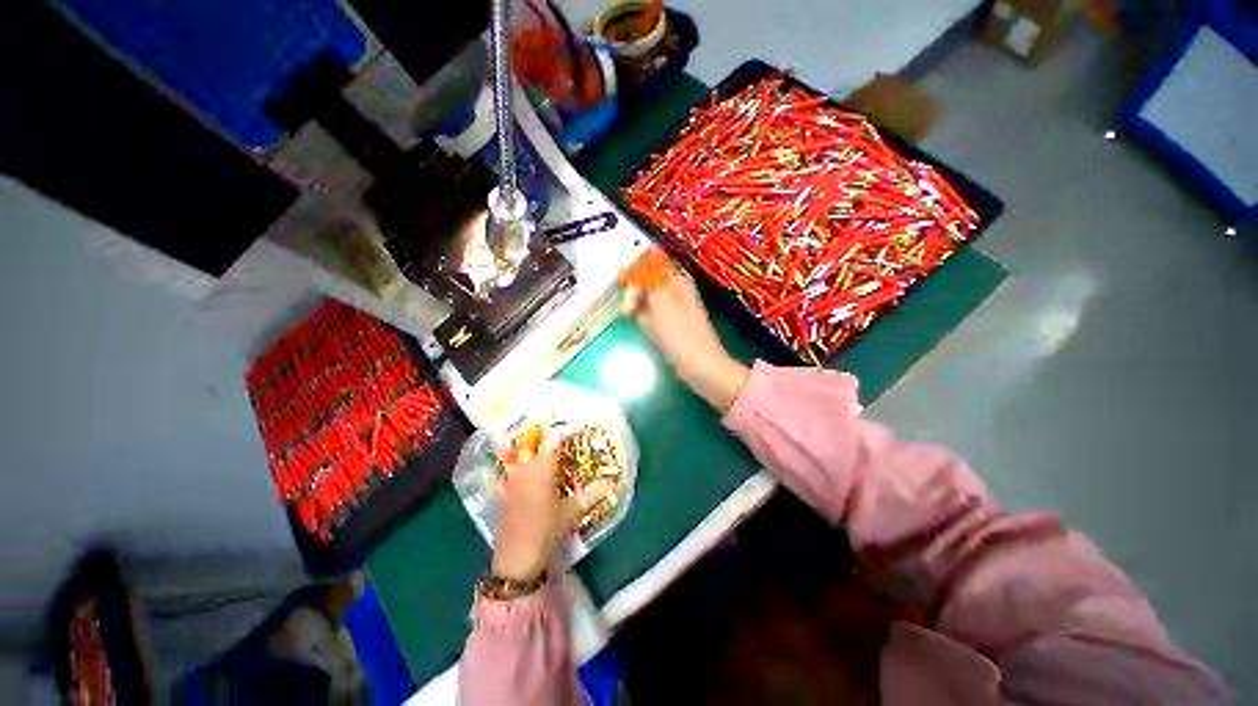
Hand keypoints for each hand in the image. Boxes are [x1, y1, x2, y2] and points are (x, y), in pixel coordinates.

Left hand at [492, 430, 611, 581]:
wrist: (516, 557)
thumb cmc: (546, 530)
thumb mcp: (572, 512)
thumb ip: (591, 495)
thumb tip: (610, 483)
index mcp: (543, 468)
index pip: (553, 439)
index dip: (565, 431)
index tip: (576, 428)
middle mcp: (524, 468)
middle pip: (530, 442)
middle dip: (542, 435)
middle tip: (555, 438)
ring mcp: (509, 480)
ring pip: (514, 454)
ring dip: (525, 448)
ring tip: (537, 450)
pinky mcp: (499, 493)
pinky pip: (503, 472)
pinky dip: (510, 468)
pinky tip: (516, 473)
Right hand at [623, 264, 749, 413]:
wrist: (700, 367)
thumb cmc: (681, 334)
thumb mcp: (662, 301)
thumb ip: (651, 276)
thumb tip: (645, 249)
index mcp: (677, 280)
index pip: (650, 262)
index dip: (634, 270)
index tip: (622, 285)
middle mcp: (675, 290)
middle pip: (646, 281)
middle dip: (634, 293)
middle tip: (628, 310)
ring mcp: (673, 307)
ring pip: (646, 299)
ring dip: (638, 308)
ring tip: (638, 323)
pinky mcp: (670, 323)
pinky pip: (651, 315)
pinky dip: (645, 320)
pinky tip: (647, 330)